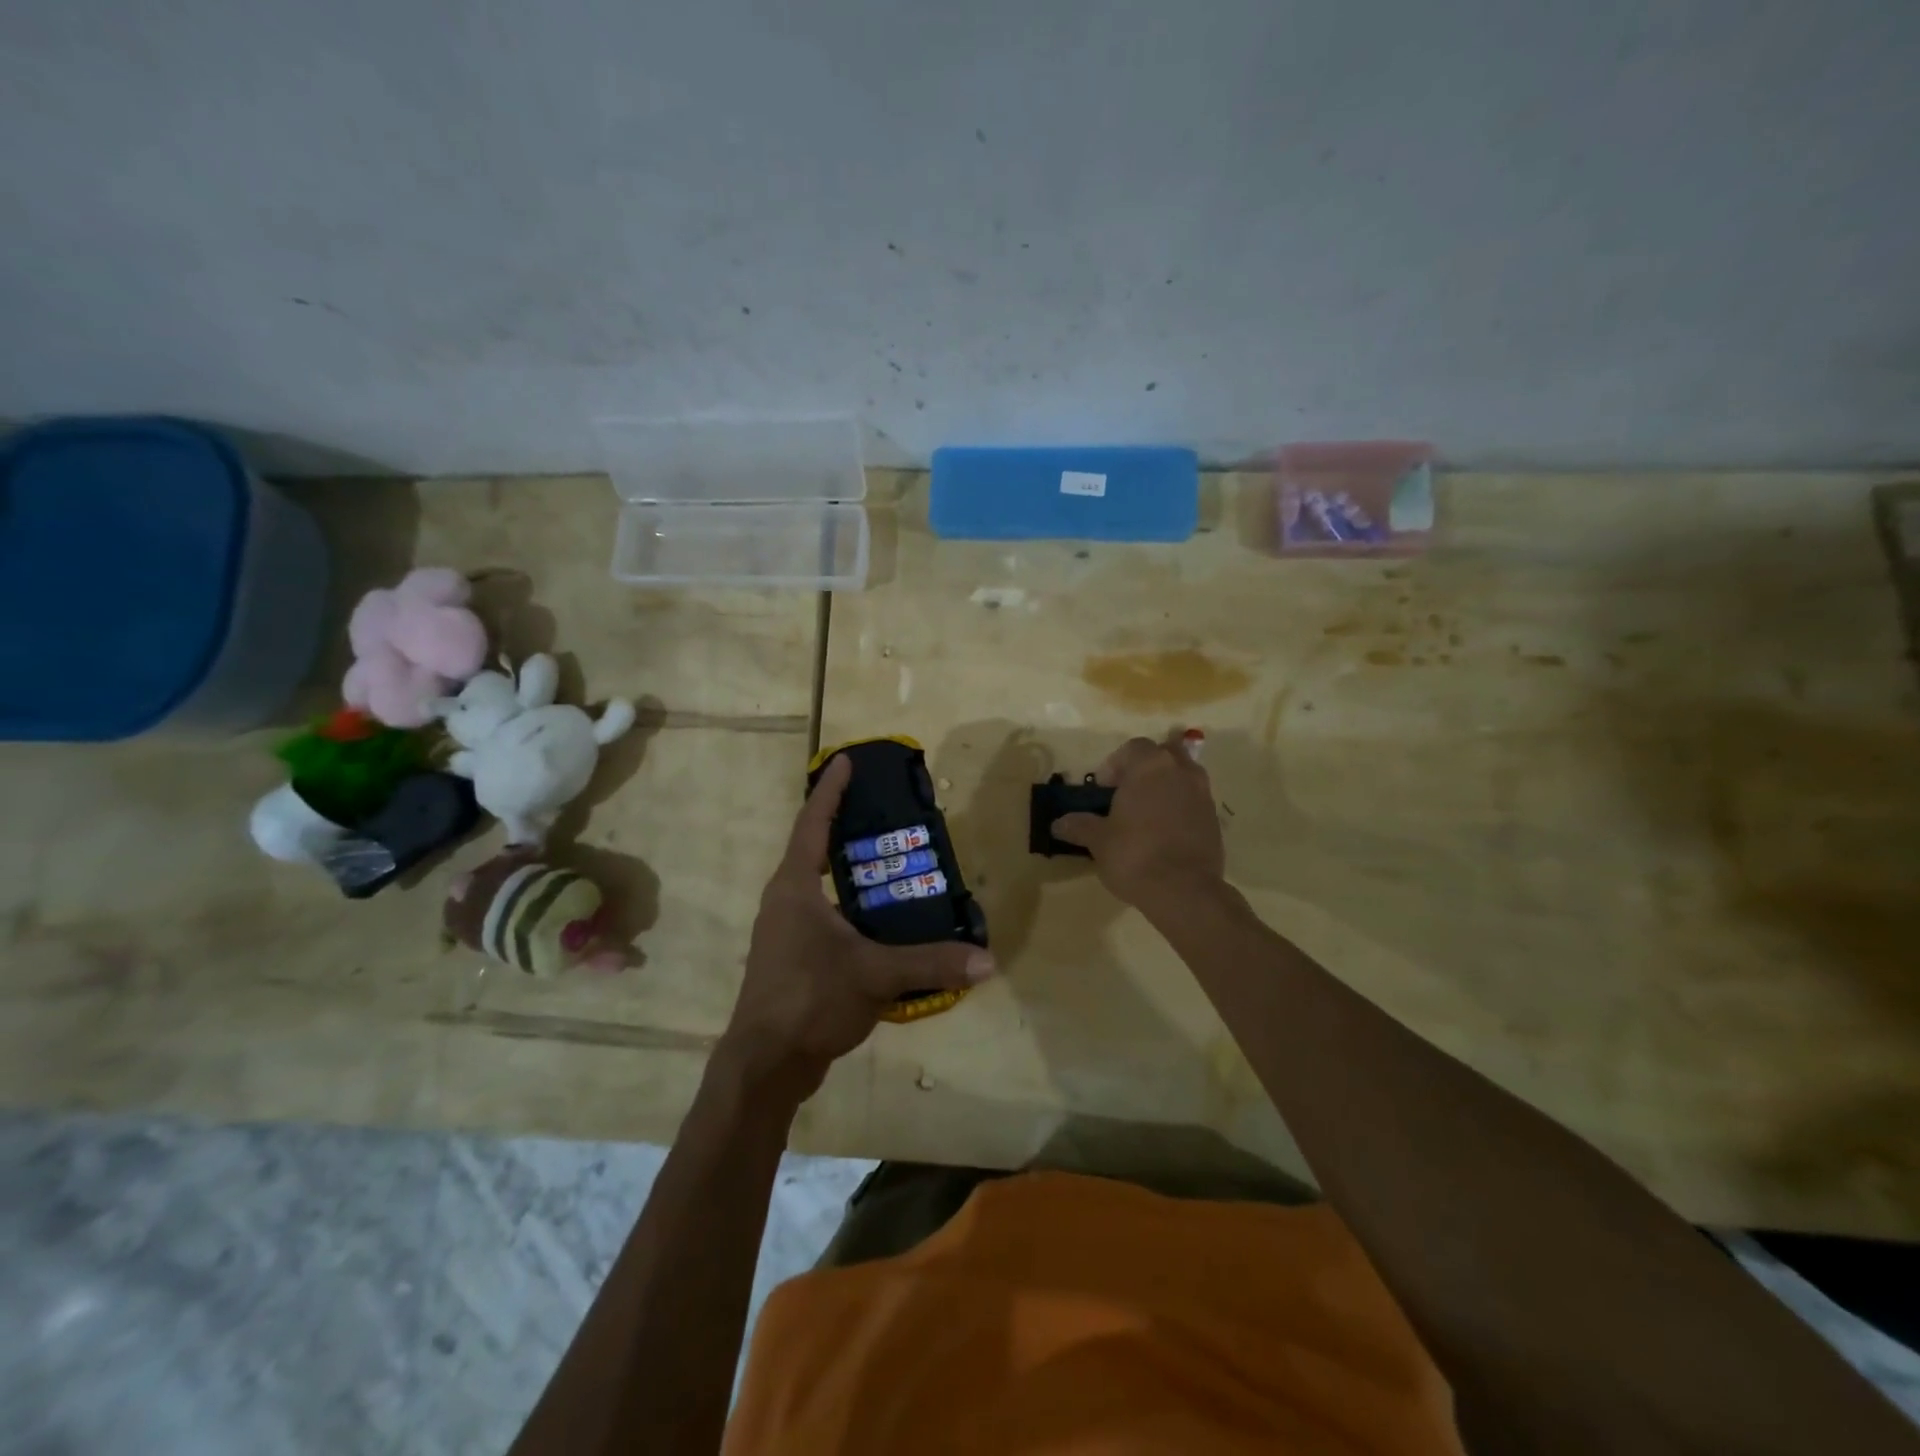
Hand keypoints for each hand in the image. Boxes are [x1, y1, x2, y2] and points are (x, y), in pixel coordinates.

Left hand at [719, 754, 995, 1101]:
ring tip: (894, 862)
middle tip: (887, 811)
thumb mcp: (876, 975)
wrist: (765, 1064)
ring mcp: (785, 931)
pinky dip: (853, 908)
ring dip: (851, 871)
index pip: (813, 822)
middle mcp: (785, 900)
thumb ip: (931, 963)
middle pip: (815, 848)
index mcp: (795, 886)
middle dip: (848, 827)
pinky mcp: (793, 958)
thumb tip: (988, 961)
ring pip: (821, 886)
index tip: (846, 759)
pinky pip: (825, 917)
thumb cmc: (810, 999)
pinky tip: (884, 922)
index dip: (830, 789)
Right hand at [1052, 728, 1224, 911]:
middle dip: (1145, 769)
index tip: (1102, 789)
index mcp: (1150, 766)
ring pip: (1182, 776)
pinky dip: (1179, 807)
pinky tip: (1164, 833)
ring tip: (1145, 814)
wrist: (1184, 891)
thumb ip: (1080, 826)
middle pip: (1163, 755)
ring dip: (1165, 786)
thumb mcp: (1098, 841)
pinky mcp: (1215, 819)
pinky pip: (1193, 801)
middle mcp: (1181, 771)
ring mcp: (1203, 794)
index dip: (1114, 765)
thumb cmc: (1134, 854)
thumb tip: (1058, 824)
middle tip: (1126, 793)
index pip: (1132, 748)